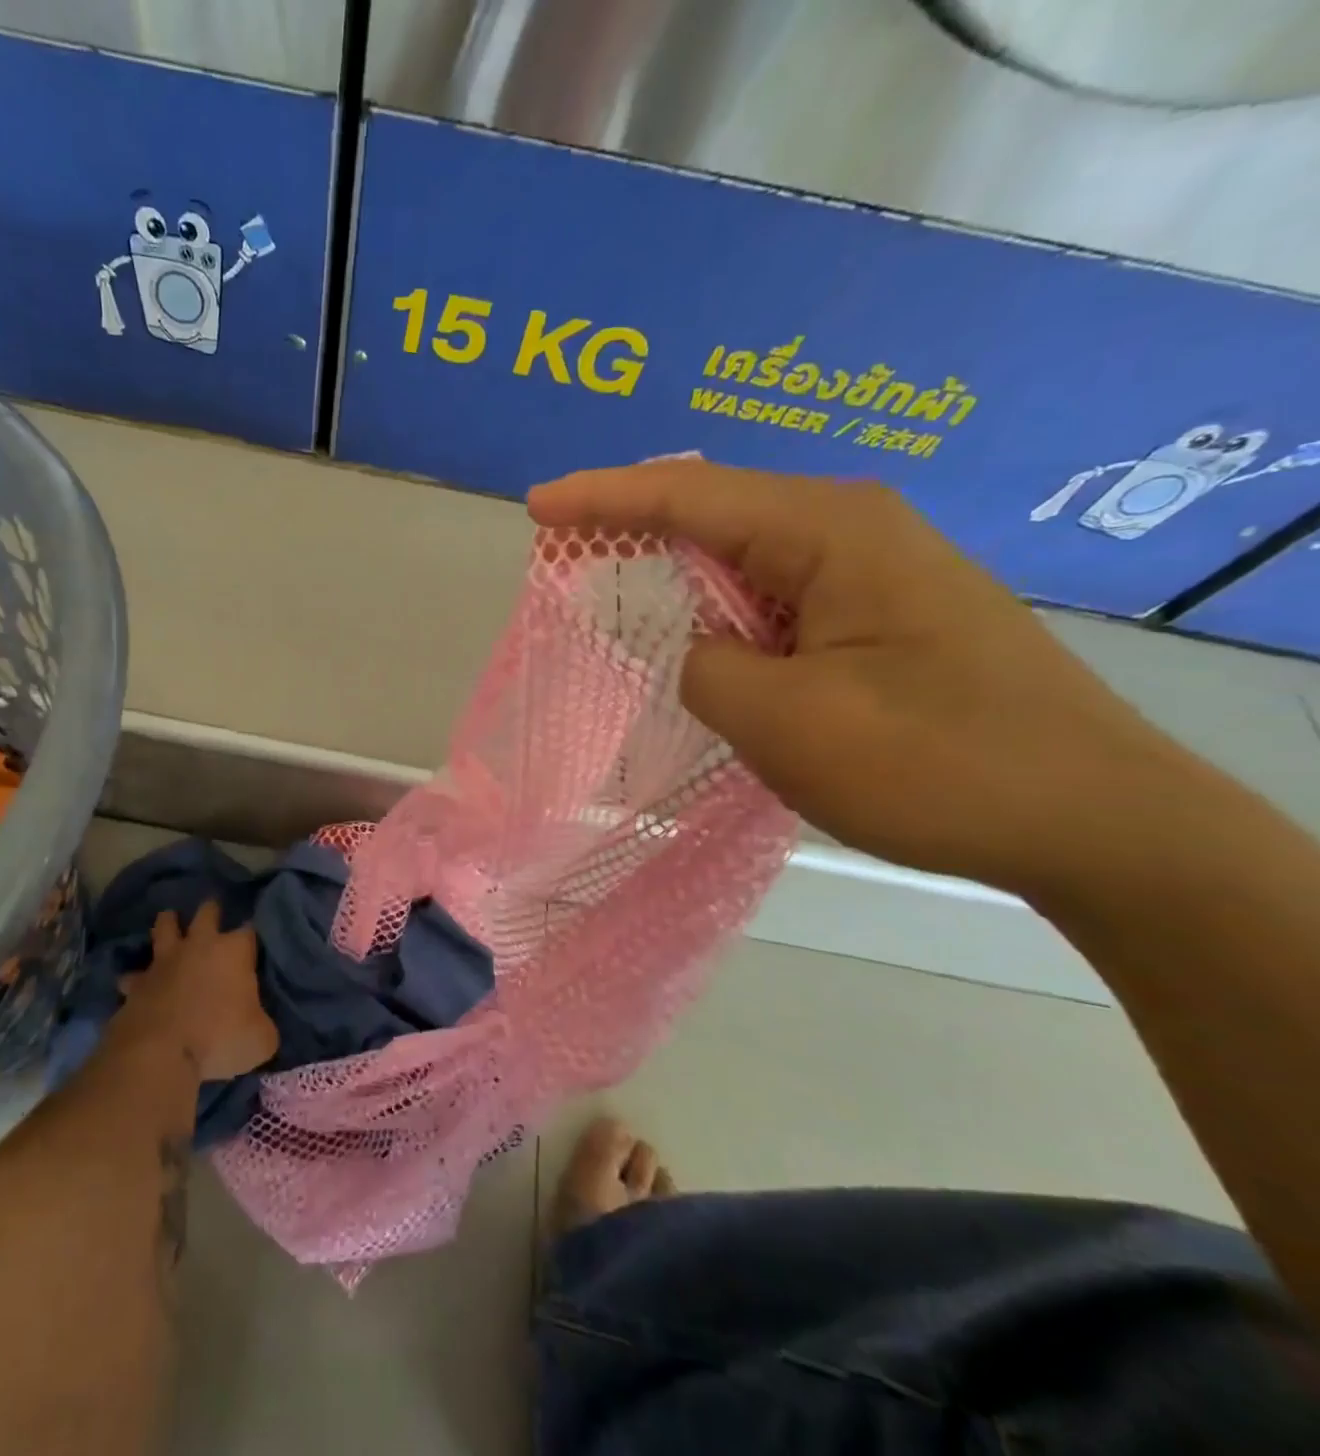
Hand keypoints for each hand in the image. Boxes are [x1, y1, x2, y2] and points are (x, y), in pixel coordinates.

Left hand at [116, 901, 278, 1082]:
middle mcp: (199, 945)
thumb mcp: (261, 1039)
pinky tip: (135, 985)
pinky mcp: (137, 983)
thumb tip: (258, 1023)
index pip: (249, 931)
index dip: (251, 937)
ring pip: (164, 926)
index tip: (253, 945)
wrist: (160, 1053)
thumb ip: (262, 1023)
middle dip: (211, 912)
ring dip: (168, 925)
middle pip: (207, 912)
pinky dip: (136, 978)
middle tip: (213, 917)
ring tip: (171, 925)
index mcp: (234, 952)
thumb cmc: (220, 1039)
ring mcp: (164, 961)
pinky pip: (134, 974)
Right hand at [528, 458, 1180, 897]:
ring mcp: (873, 574)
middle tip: (565, 548)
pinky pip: (775, 599)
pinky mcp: (881, 618)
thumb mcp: (784, 720)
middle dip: (635, 527)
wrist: (1092, 820)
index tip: (538, 505)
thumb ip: (704, 667)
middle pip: (716, 512)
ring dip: (679, 575)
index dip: (604, 498)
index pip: (689, 497)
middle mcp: (853, 532)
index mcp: (829, 532)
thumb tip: (701, 650)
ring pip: (745, 559)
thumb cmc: (935, 764)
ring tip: (617, 590)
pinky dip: (722, 613)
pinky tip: (698, 637)